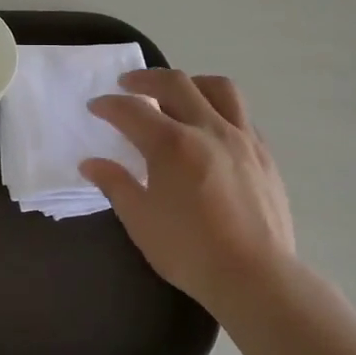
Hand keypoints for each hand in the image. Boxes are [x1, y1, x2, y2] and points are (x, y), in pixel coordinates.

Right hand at [80, 69, 297, 315]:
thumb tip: (91, 163)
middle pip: (175, 84)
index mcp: (172, 145)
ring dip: (191, 83)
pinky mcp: (264, 154)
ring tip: (177, 93)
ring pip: (218, 89)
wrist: (255, 276)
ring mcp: (242, 138)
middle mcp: (208, 129)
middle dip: (146, 78)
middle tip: (128, 85)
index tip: (96, 106)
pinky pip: (241, 114)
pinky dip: (219, 109)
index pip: (132, 111)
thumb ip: (115, 184)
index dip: (109, 105)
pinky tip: (211, 128)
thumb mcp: (140, 220)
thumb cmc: (189, 251)